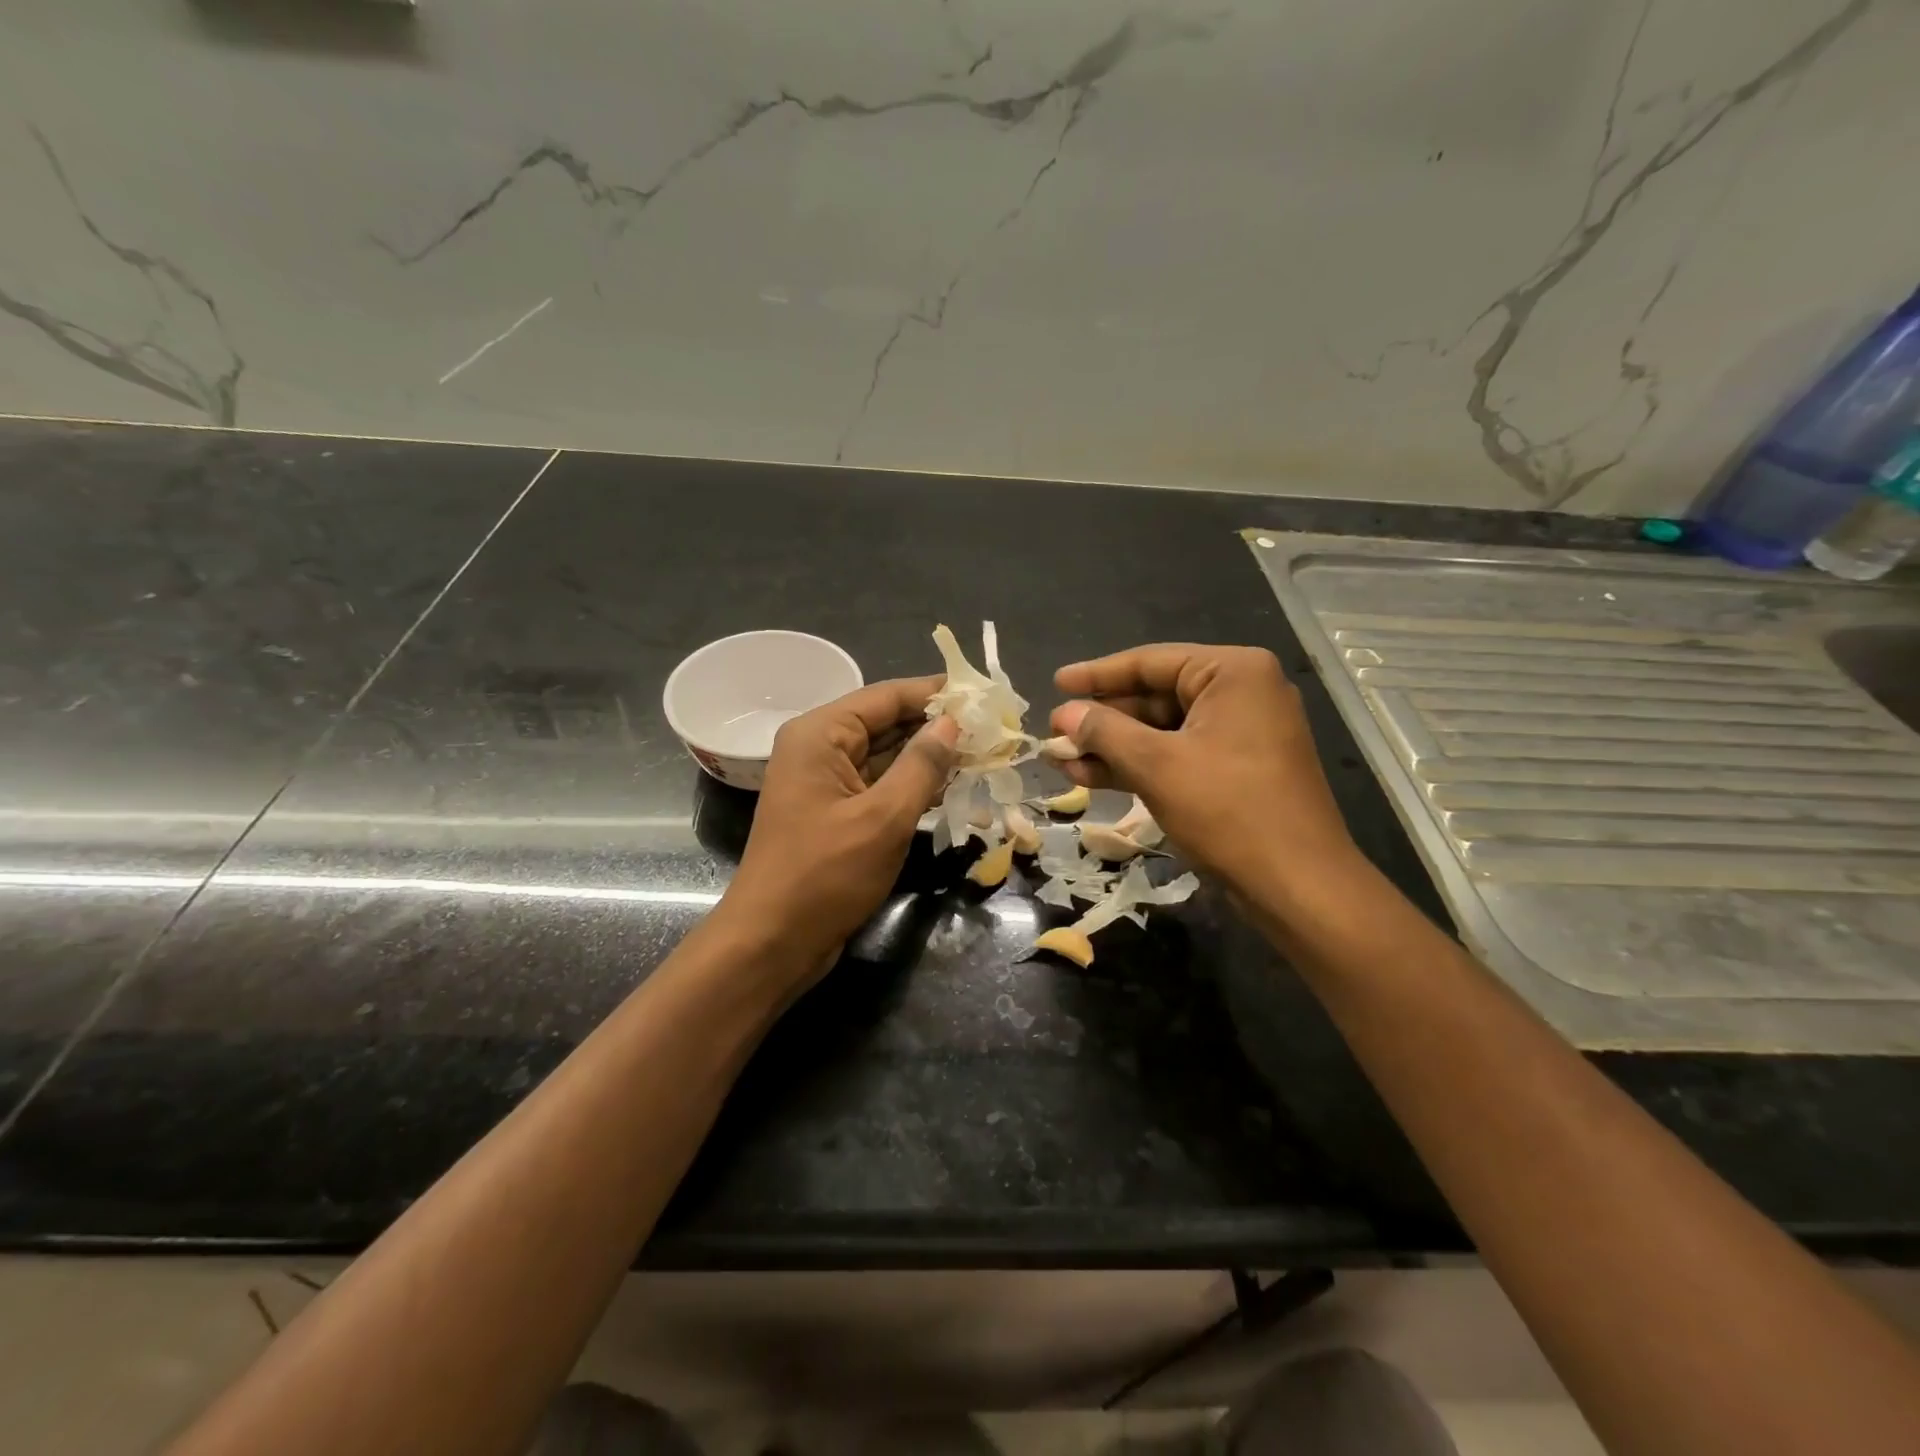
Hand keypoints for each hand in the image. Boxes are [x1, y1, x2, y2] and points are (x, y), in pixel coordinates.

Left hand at [722, 676, 958, 974]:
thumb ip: (922, 765)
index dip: (935, 693)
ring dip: (929, 756)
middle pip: (886, 722)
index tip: (982, 694)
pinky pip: (879, 784)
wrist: (773, 942)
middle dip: (936, 726)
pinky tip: (952, 786)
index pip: (886, 696)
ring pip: (886, 755)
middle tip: (991, 727)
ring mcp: (826, 781)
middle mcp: (819, 748)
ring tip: (983, 753)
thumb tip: (952, 723)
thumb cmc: (825, 874)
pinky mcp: (835, 811)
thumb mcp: (884, 817)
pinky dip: (912, 784)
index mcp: (820, 734)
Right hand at [1051, 645, 1363, 903]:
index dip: (1097, 674)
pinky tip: (1093, 778)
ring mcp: (1242, 733)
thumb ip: (1105, 732)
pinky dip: (1140, 765)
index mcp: (1233, 673)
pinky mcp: (1237, 769)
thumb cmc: (1229, 810)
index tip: (1056, 683)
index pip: (1150, 662)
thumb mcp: (1157, 765)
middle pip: (1155, 696)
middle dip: (1103, 720)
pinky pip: (1179, 755)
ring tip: (1063, 761)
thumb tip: (1063, 715)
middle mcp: (1241, 693)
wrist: (1298, 885)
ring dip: (1114, 747)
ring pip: (1163, 730)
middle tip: (1056, 732)